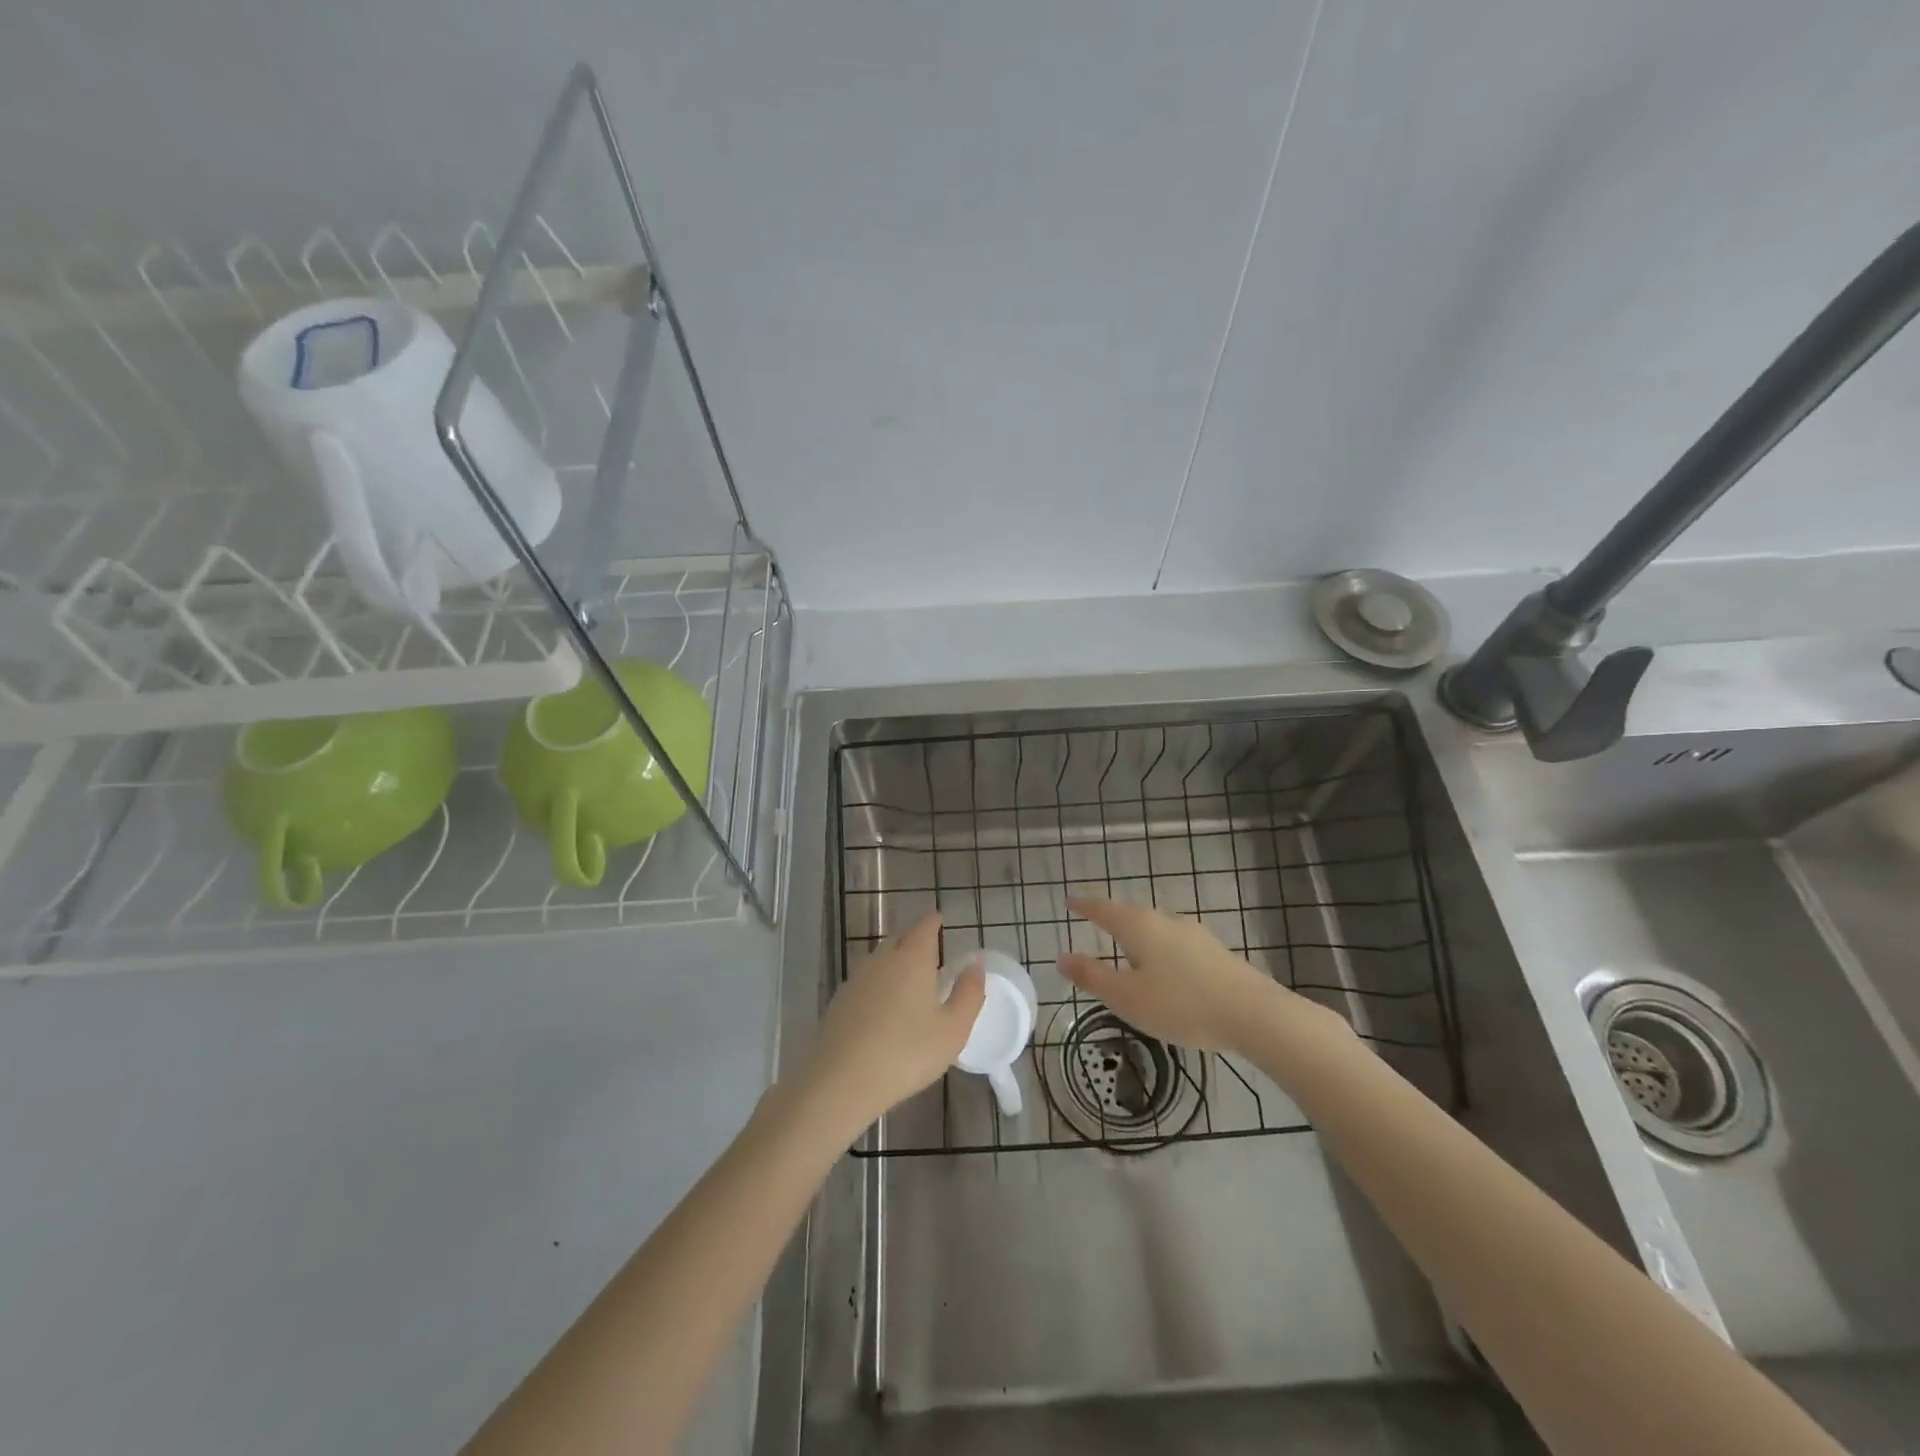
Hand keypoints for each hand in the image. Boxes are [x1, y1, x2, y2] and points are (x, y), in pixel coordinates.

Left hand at [793, 914, 984, 1135]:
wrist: (839, 1081)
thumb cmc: (905, 1053)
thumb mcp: (952, 1030)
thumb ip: (969, 994)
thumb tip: (976, 963)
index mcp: (912, 958)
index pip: (924, 926)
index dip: (934, 921)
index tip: (940, 921)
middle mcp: (882, 959)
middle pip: (900, 937)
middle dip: (915, 938)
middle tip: (930, 951)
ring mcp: (856, 978)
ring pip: (880, 958)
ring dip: (895, 961)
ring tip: (909, 979)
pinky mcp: (839, 1001)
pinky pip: (866, 980)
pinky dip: (879, 983)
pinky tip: (883, 1006)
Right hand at [1060, 896, 1338, 1054]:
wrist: (1252, 1013)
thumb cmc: (1181, 1004)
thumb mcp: (1127, 997)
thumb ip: (1093, 976)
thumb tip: (1062, 957)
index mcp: (1138, 927)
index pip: (1103, 909)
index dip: (1084, 905)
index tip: (1070, 901)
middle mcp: (1165, 921)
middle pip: (1131, 914)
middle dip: (1111, 917)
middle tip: (1095, 921)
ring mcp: (1193, 933)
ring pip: (1155, 927)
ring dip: (1137, 933)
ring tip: (1126, 947)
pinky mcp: (1214, 951)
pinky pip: (1174, 942)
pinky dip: (1159, 948)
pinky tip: (1164, 967)